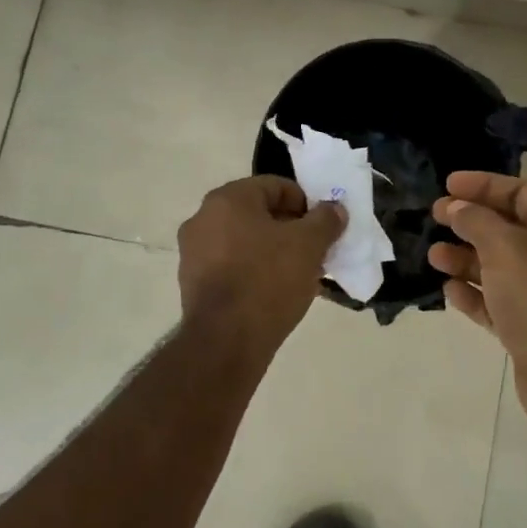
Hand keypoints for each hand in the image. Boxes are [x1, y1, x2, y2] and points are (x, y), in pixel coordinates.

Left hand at [176, 176, 345, 355]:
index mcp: (228, 199)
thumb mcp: (309, 245)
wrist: (226, 341)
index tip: (322, 226)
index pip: (274, 186)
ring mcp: (193, 252)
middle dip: (289, 229)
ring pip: (244, 241)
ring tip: (299, 274)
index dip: (305, 202)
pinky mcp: (192, 283)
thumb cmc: (268, 280)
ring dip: (272, 250)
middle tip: (314, 249)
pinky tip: (274, 292)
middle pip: (257, 213)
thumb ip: (325, 220)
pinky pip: (230, 266)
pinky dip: (253, 271)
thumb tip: (334, 208)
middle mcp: (203, 218)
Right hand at [430, 171, 526, 445]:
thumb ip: (476, 221)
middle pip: (506, 228)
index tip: (448, 184)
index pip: (521, 192)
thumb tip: (457, 208)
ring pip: (496, 267)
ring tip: (434, 256)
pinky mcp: (526, 328)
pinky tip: (448, 290)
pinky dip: (472, 294)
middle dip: (470, 221)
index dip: (485, 185)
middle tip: (435, 216)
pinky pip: (494, 302)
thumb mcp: (504, 246)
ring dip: (464, 258)